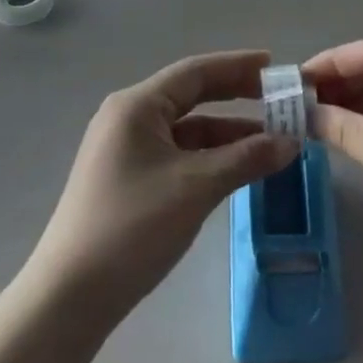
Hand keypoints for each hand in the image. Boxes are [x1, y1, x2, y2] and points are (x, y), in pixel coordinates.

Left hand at [29, 51, 298, 318]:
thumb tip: (292, 142)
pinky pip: (178, 154)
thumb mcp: (196, 187)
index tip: (275, 66)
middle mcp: (129, 118)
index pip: (195, 71)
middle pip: (191, 95)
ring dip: (227, 133)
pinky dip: (209, 157)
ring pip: (187, 129)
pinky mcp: (128, 179)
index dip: (237, 66)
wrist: (70, 297)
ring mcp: (126, 150)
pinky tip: (238, 169)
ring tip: (272, 141)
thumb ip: (246, 159)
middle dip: (236, 97)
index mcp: (137, 106)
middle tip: (278, 101)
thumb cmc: (133, 227)